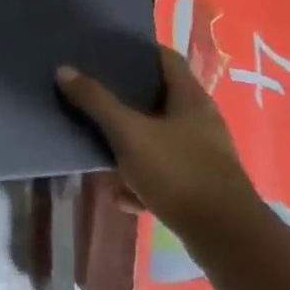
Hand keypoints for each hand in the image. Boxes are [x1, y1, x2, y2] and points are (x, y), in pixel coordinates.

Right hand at [55, 45, 260, 235]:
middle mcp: (201, 121)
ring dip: (130, 146)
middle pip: (158, 99)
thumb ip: (96, 102)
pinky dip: (142, 182)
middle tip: (93, 96)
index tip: (108, 51)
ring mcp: (203, 155)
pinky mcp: (199, 187)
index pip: (166, 59)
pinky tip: (124, 196)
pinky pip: (163, 174)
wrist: (225, 237)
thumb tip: (64, 70)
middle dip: (125, 102)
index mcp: (191, 99)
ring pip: (158, 140)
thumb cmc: (178, 172)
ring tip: (101, 151)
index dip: (138, 51)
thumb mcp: (129, 134)